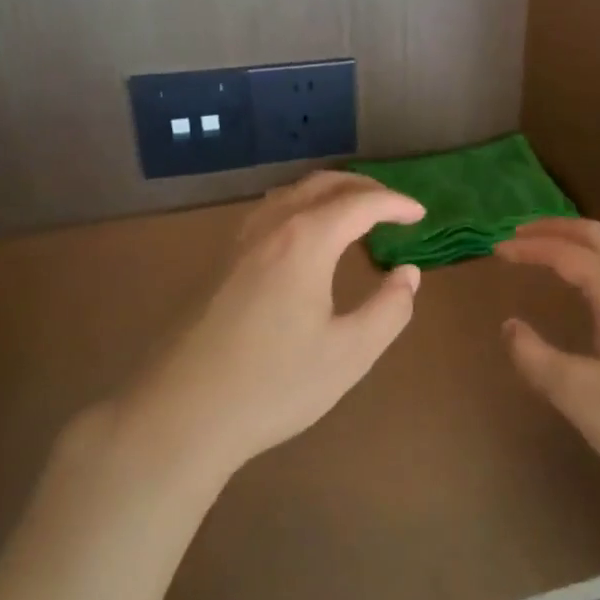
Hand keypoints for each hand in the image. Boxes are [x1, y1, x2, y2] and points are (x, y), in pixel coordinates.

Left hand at [137, 172, 424, 477]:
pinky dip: (301, 208)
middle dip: (364, 188)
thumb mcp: (349, 354)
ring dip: (329, 193)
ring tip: (354, 216)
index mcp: (305, 241)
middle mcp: (270, 227)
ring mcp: (238, 242)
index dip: (395, 204)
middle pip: (322, 184)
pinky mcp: (218, 262)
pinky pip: (269, 212)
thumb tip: (408, 273)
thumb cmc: (273, 385)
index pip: (360, 204)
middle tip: (393, 207)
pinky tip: (304, 239)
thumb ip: (389, 309)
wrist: (179, 414)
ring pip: (291, 193)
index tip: (420, 215)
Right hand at [496, 218, 599, 506]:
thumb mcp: (578, 394)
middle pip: (595, 235)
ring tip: (548, 251)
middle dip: (554, 229)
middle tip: (518, 235)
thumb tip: (510, 326)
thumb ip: (535, 357)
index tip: (496, 251)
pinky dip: (598, 260)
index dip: (528, 249)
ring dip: (578, 243)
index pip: (565, 253)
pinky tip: (590, 286)